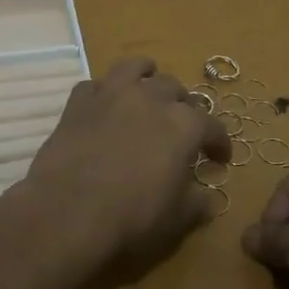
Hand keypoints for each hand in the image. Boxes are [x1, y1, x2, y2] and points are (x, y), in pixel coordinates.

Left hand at [20, 57, 230, 281]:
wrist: (68, 212)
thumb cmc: (133, 218)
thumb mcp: (178, 220)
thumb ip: (198, 203)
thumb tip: (208, 198)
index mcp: (184, 125)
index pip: (212, 126)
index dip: (220, 143)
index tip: (220, 159)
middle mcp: (150, 99)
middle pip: (175, 89)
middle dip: (183, 106)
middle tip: (180, 128)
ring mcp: (111, 95)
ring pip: (135, 68)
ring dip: (146, 76)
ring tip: (147, 89)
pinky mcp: (78, 103)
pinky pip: (94, 86)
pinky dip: (103, 93)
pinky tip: (103, 107)